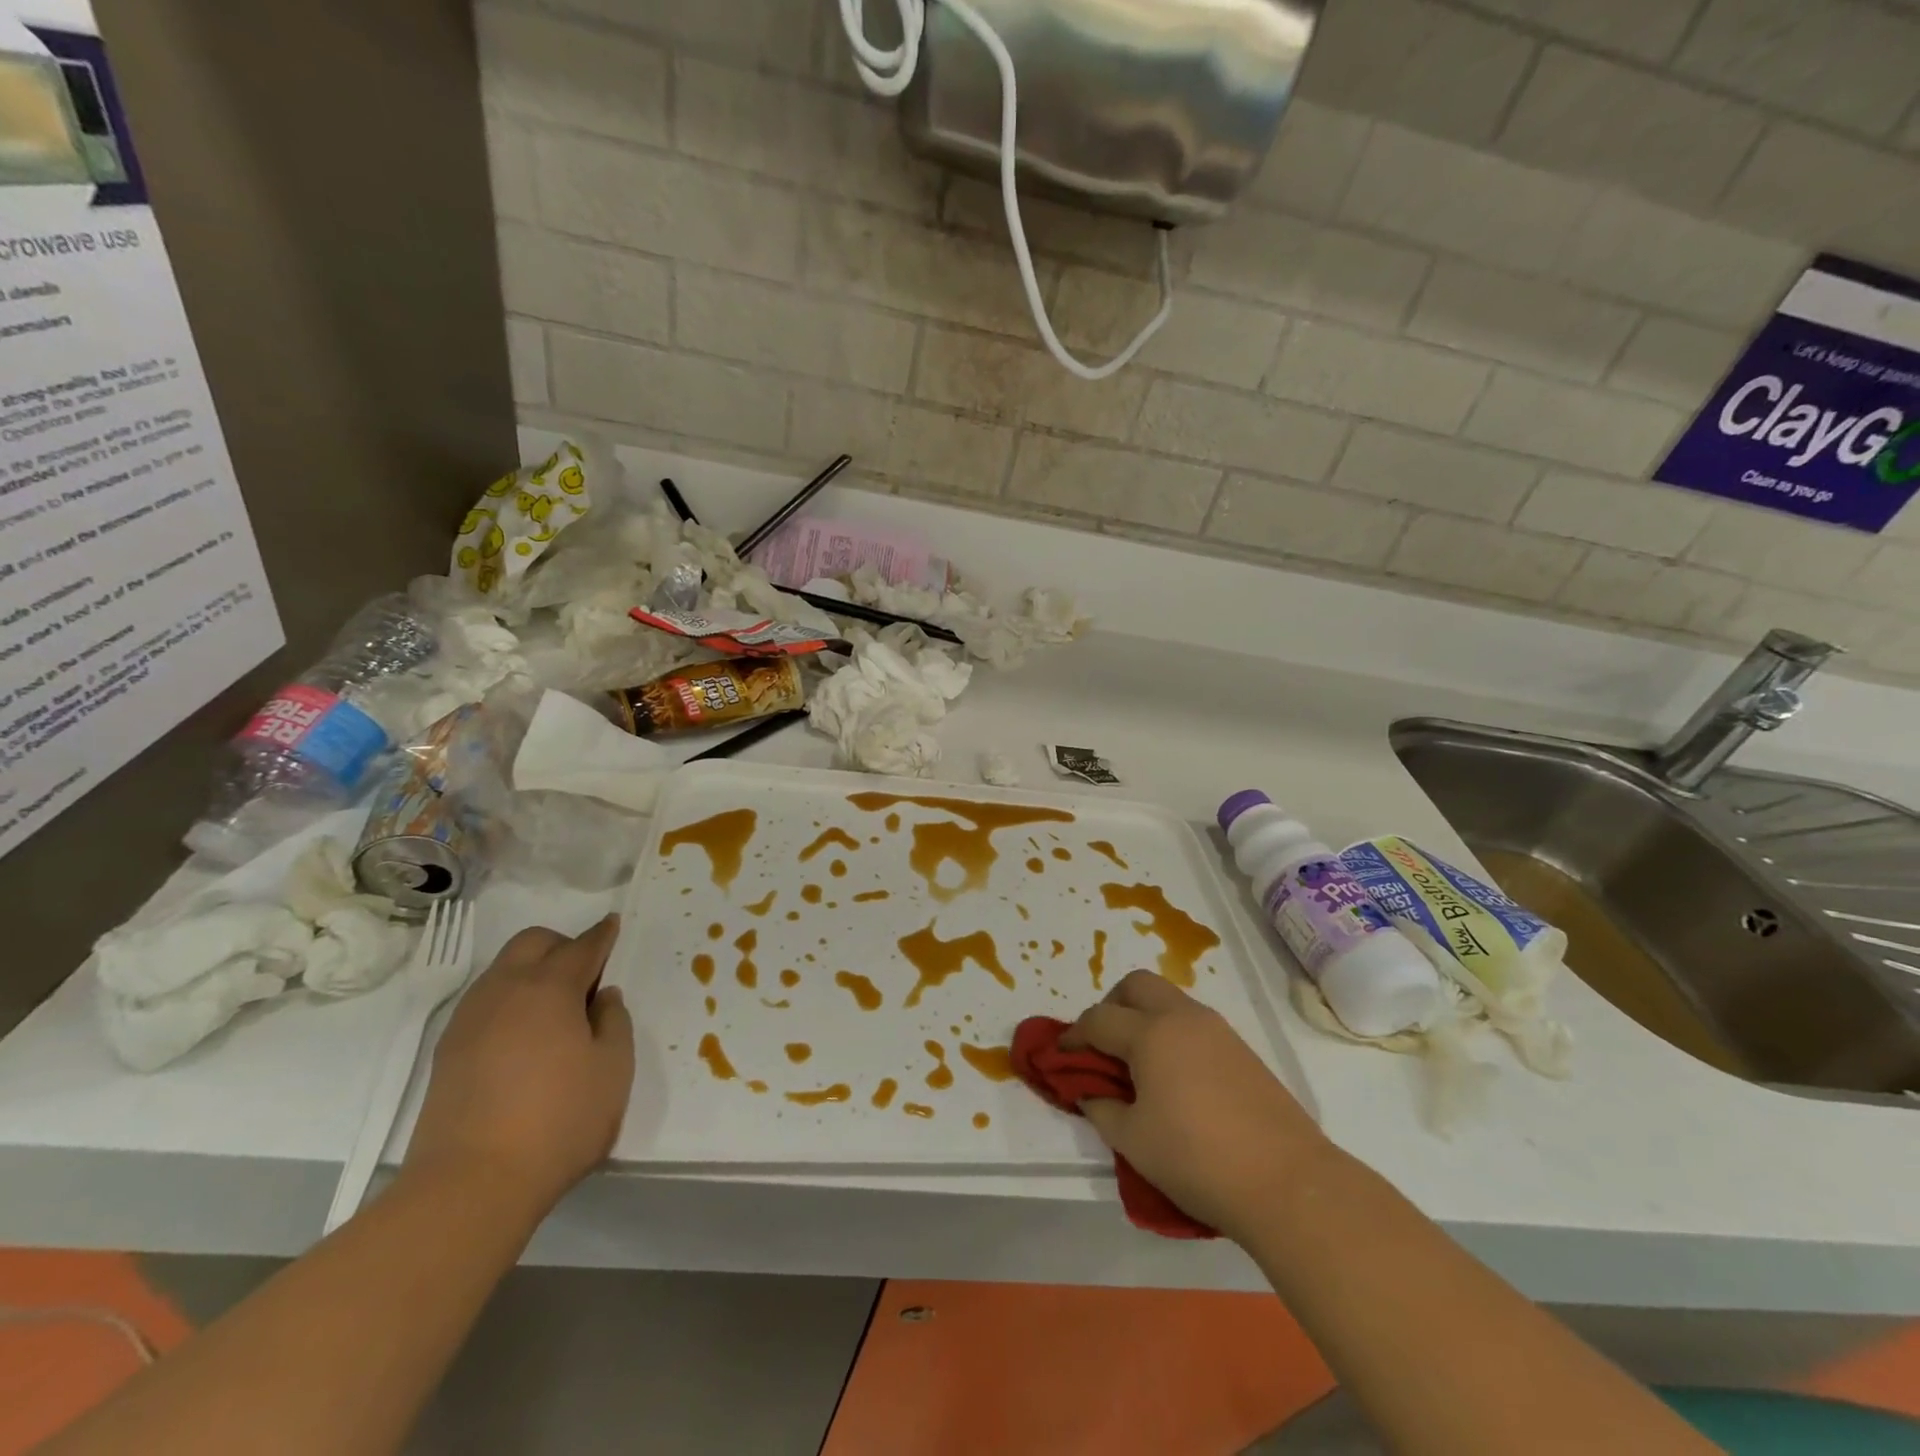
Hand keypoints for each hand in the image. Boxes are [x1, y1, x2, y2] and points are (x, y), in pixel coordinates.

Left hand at [403, 915, 633, 1227]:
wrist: (469, 1186)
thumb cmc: (559, 1121)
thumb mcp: (614, 1068)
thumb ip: (614, 1021)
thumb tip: (602, 997)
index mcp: (550, 987)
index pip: (582, 946)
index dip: (603, 935)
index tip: (613, 925)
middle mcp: (505, 990)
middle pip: (532, 942)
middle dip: (562, 944)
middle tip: (586, 975)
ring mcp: (470, 1020)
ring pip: (503, 970)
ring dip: (532, 971)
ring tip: (556, 1009)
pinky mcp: (448, 1051)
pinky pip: (485, 1002)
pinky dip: (510, 1000)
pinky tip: (525, 1036)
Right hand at [1063, 970, 1327, 1243]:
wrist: (1288, 1182)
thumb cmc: (1197, 1159)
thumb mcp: (1133, 1141)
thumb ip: (1102, 1107)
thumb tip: (1089, 1090)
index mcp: (1150, 1033)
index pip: (1098, 1019)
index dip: (1073, 1036)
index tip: (1061, 1056)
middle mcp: (1182, 1018)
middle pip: (1136, 985)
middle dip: (1111, 1005)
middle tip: (1102, 1046)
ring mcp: (1217, 1029)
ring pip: (1168, 999)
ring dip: (1143, 1016)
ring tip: (1137, 1064)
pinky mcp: (1241, 1048)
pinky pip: (1192, 1022)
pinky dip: (1171, 1033)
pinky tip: (1173, 1076)